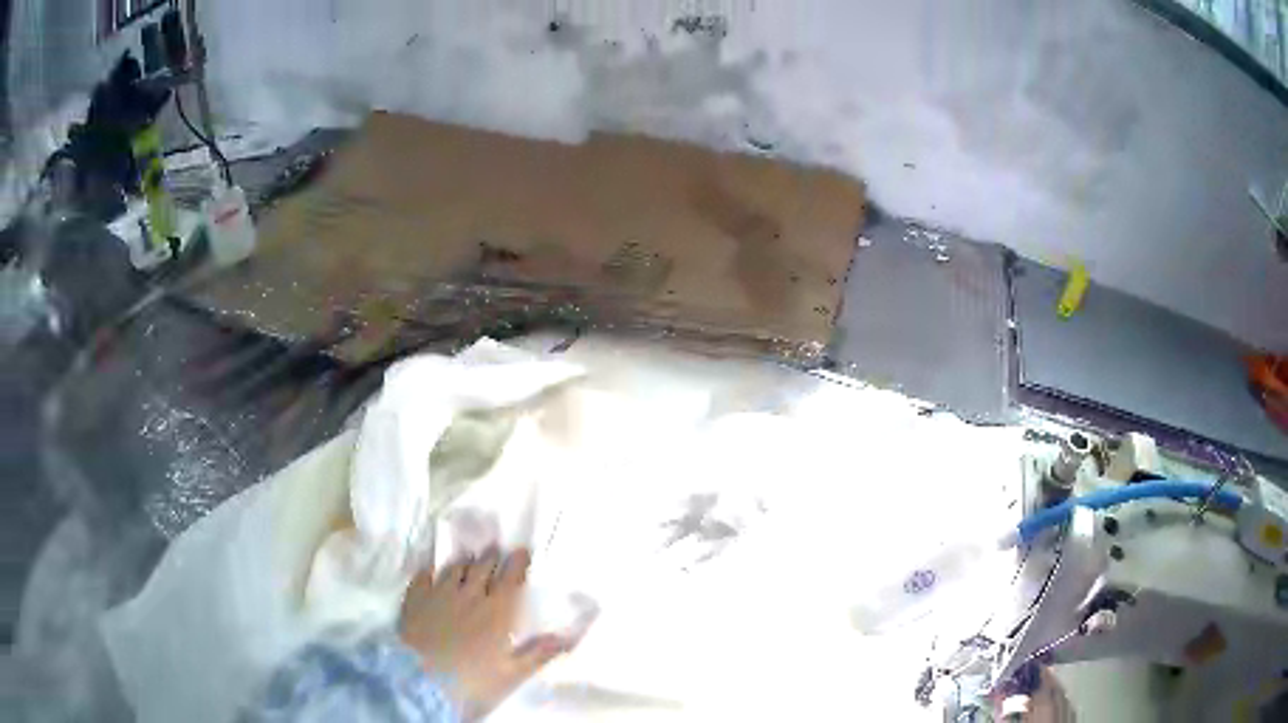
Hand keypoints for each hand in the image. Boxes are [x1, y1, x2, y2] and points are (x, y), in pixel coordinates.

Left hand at [399, 548, 574, 720]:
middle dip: (492, 557)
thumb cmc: (474, 681)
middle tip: (496, 550)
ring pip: (454, 569)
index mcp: (498, 612)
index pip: (511, 579)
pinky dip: (430, 572)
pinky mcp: (415, 599)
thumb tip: (568, 638)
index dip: (518, 563)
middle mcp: (470, 595)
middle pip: (482, 567)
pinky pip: (423, 577)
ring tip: (468, 558)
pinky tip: (431, 571)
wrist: (422, 681)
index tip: (522, 551)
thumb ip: (540, 653)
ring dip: (464, 562)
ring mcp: (439, 594)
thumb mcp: (513, 673)